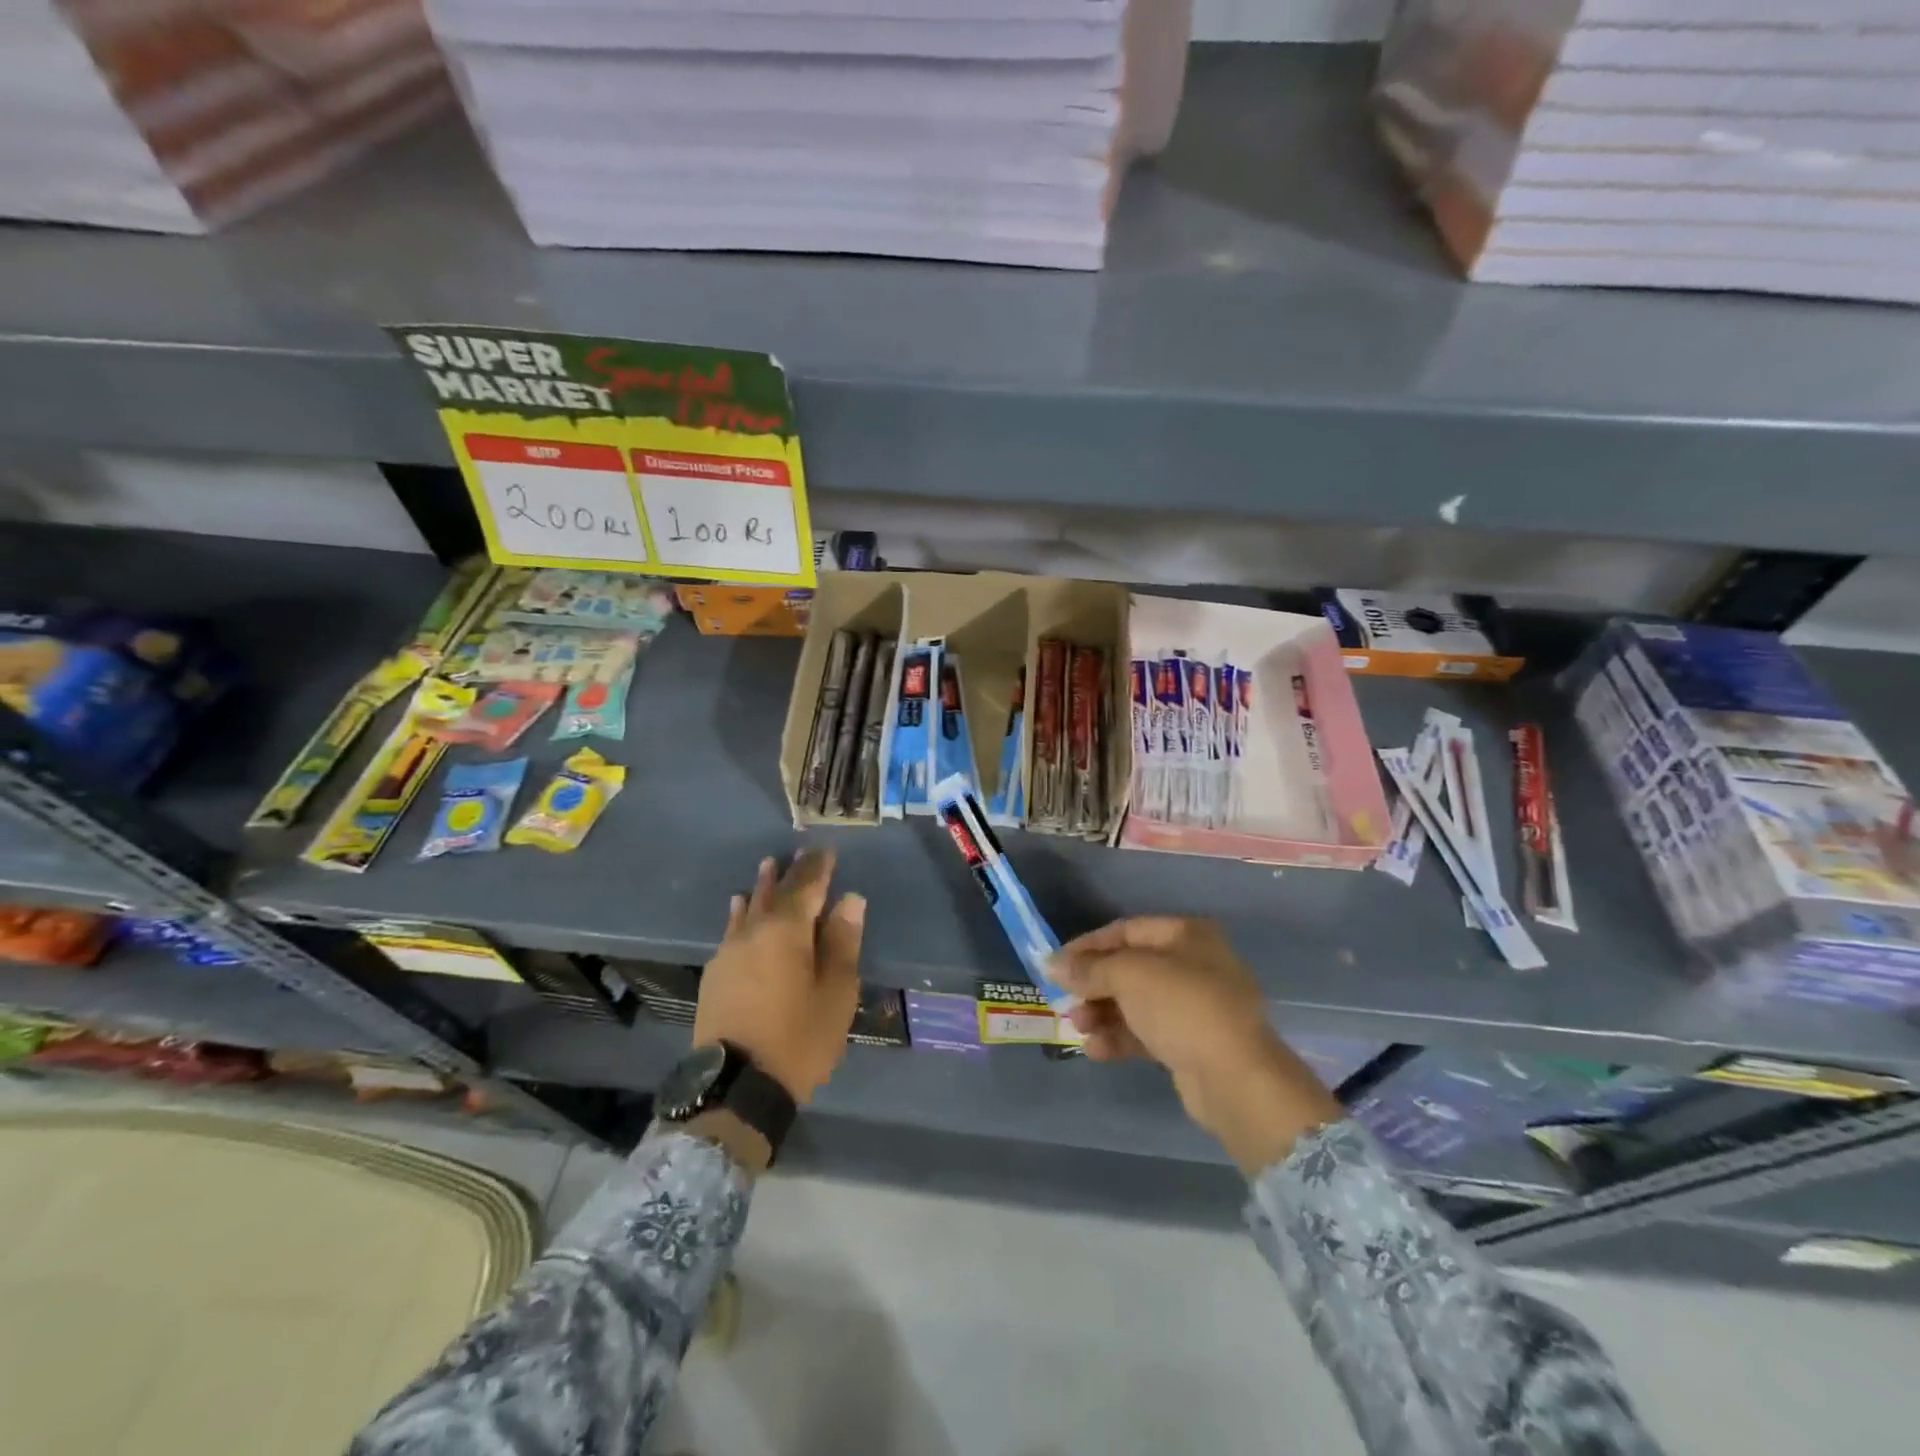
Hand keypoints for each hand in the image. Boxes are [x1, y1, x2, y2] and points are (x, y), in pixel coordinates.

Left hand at [694, 849, 864, 1103]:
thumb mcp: (836, 993)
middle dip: (791, 871)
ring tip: (768, 865)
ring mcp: (729, 951)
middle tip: (801, 852)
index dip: (819, 867)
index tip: (828, 851)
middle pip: (775, 892)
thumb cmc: (799, 1038)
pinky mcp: (715, 973)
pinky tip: (738, 906)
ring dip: (762, 886)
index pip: (806, 886)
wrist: (737, 1087)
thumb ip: (843, 942)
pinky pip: (731, 928)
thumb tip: (850, 900)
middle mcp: (754, 931)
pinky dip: (739, 912)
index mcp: (787, 931)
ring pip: (748, 907)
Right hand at [1052, 917, 1342, 1174]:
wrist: (1235, 1079)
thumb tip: (1052, 963)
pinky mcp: (1192, 1043)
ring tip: (1079, 1028)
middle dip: (1094, 985)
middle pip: (1129, 968)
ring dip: (1102, 1013)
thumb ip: (1088, 968)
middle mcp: (1193, 964)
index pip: (1125, 931)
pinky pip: (1146, 1032)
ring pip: (1135, 1002)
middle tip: (1066, 1002)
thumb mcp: (1128, 976)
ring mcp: (1195, 1006)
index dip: (1088, 946)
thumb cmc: (1182, 1007)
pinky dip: (1120, 1037)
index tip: (1056, 965)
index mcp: (1185, 934)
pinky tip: (1096, 1050)